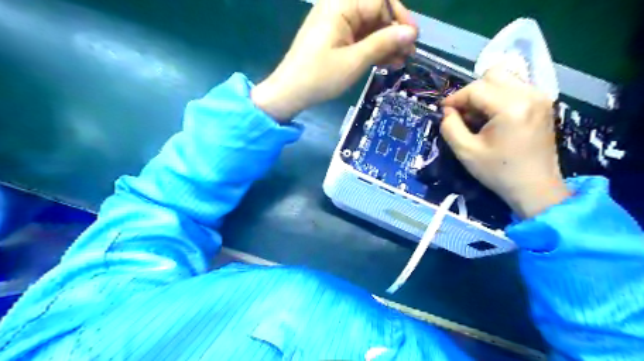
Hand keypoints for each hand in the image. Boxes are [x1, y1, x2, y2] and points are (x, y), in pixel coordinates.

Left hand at [251, 0, 416, 120]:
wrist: (289, 93)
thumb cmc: (319, 77)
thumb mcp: (354, 62)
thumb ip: (383, 43)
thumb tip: (411, 32)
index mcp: (341, 5)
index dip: (399, 17)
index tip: (413, 38)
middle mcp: (339, 8)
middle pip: (376, 12)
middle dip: (394, 33)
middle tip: (408, 55)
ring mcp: (336, 24)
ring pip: (369, 27)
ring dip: (386, 43)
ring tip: (401, 62)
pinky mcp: (335, 38)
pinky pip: (359, 38)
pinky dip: (373, 49)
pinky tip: (386, 62)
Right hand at [443, 67, 567, 218]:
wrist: (535, 188)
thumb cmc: (498, 172)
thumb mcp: (465, 152)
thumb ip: (450, 127)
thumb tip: (447, 111)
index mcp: (511, 107)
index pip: (475, 89)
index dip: (455, 98)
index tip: (443, 112)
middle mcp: (530, 94)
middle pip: (492, 75)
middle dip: (471, 92)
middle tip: (463, 114)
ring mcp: (540, 97)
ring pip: (505, 78)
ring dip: (485, 93)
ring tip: (478, 115)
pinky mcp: (543, 103)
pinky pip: (516, 87)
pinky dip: (499, 96)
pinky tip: (494, 116)